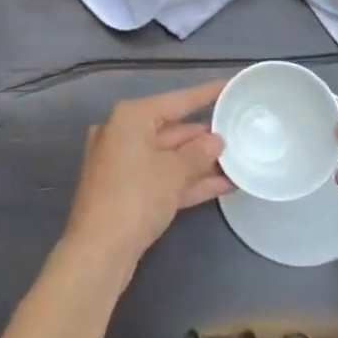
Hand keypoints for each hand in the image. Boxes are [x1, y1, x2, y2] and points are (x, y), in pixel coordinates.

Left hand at [63, 81, 231, 275]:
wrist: (98, 253)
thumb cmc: (135, 197)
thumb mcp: (174, 172)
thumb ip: (199, 153)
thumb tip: (216, 140)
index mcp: (131, 118)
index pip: (177, 101)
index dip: (205, 94)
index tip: (229, 85)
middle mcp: (124, 134)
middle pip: (172, 130)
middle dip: (205, 137)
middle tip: (239, 133)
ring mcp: (124, 165)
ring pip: (169, 157)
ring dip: (201, 162)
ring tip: (238, 161)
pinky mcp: (127, 192)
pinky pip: (163, 178)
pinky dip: (188, 181)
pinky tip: (222, 185)